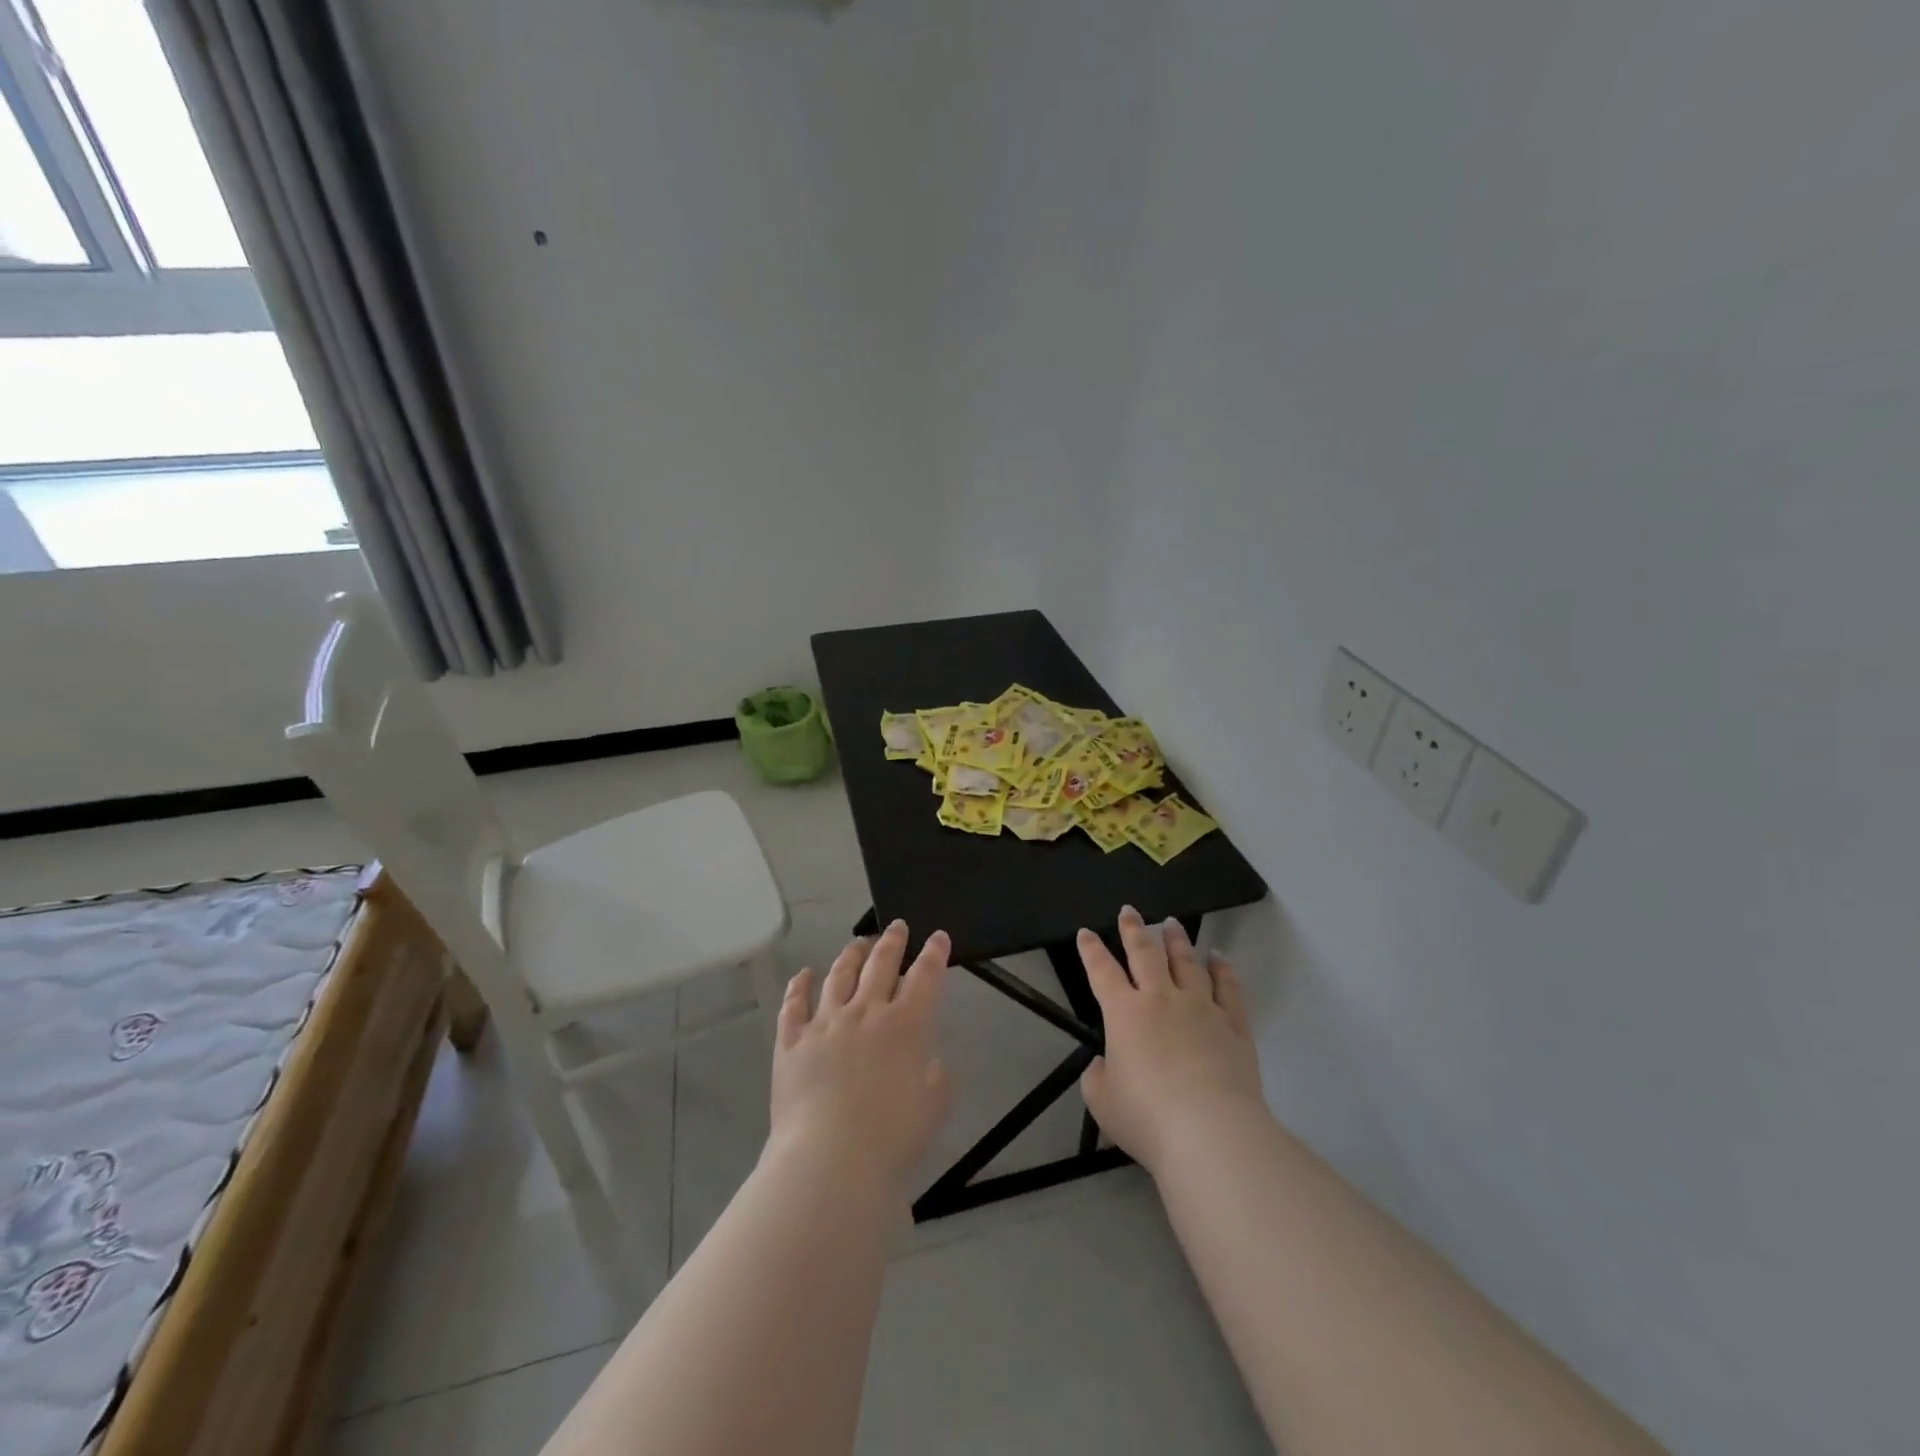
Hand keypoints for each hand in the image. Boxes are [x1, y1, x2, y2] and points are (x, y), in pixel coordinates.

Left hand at [769, 921, 952, 1193]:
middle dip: (892, 942)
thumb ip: (936, 1076)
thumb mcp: (934, 1106)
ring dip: (851, 955)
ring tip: (858, 943)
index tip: (937, 937)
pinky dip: (799, 986)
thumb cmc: (892, 1137)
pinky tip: (804, 974)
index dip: (934, 954)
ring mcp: (825, 1023)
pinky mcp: (792, 1042)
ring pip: (839, 976)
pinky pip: (794, 1005)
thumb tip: (927, 1059)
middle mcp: (866, 1012)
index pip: (925, 977)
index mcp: (906, 1024)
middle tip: (897, 926)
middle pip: (881, 964)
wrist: (831, 1157)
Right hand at [1078, 906, 1267, 1174]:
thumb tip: (1106, 1063)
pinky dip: (1223, 969)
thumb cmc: (1147, 1116)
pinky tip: (1218, 957)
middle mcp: (1161, 999)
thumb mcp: (1102, 1101)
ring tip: (1172, 923)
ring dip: (1177, 940)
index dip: (1091, 950)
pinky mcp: (1234, 1025)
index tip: (1086, 932)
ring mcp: (1201, 1008)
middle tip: (1129, 910)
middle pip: (1145, 954)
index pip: (1101, 972)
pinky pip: (1228, 988)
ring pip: (1187, 962)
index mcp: (1124, 1013)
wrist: (1210, 1131)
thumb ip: (1098, 1077)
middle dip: (1134, 929)